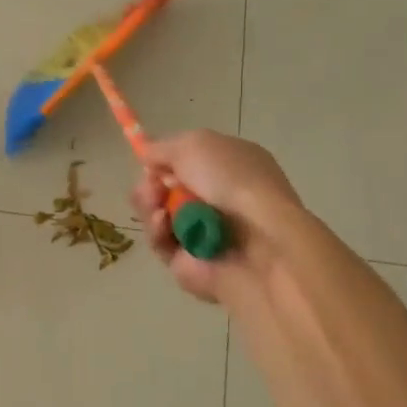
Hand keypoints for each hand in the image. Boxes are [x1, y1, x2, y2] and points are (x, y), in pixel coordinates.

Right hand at [131, 130, 303, 302]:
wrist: (260, 242)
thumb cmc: (233, 182)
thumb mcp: (196, 144)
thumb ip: (163, 147)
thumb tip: (146, 154)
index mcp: (228, 165)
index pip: (187, 161)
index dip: (163, 159)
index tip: (147, 160)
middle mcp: (216, 198)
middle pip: (165, 188)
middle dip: (150, 183)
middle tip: (151, 186)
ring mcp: (202, 231)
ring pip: (157, 214)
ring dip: (148, 204)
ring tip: (155, 204)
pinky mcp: (188, 261)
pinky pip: (160, 242)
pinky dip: (157, 230)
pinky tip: (162, 223)